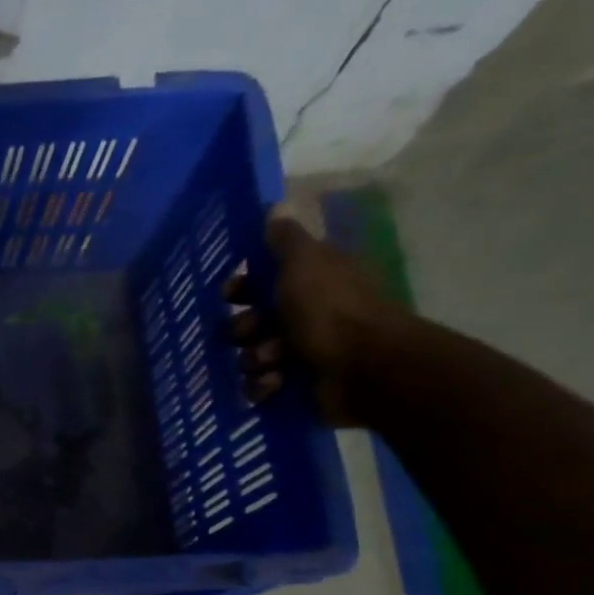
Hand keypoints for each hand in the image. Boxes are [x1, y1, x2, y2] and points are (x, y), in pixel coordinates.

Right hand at [225, 208, 412, 427]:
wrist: (363, 367)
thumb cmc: (330, 310)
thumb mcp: (304, 263)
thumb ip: (284, 239)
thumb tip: (274, 208)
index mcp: (309, 282)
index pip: (262, 281)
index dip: (241, 288)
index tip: (230, 295)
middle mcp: (304, 315)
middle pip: (249, 322)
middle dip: (243, 329)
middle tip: (252, 332)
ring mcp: (300, 353)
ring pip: (250, 356)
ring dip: (255, 359)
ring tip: (274, 362)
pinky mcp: (295, 386)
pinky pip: (258, 386)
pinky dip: (263, 386)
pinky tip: (276, 383)